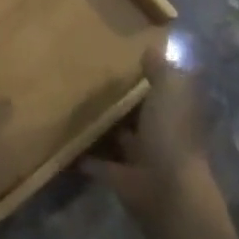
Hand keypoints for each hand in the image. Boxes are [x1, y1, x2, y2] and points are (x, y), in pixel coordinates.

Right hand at [85, 43, 213, 226]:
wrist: (167, 191)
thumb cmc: (171, 134)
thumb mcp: (170, 91)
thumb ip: (161, 70)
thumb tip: (153, 47)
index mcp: (175, 112)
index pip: (163, 89)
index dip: (148, 75)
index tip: (121, 56)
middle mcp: (160, 134)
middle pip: (140, 113)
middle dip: (122, 100)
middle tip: (88, 76)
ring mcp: (140, 158)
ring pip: (119, 137)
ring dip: (103, 126)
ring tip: (71, 104)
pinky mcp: (119, 177)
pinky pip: (98, 162)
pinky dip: (84, 155)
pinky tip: (62, 139)